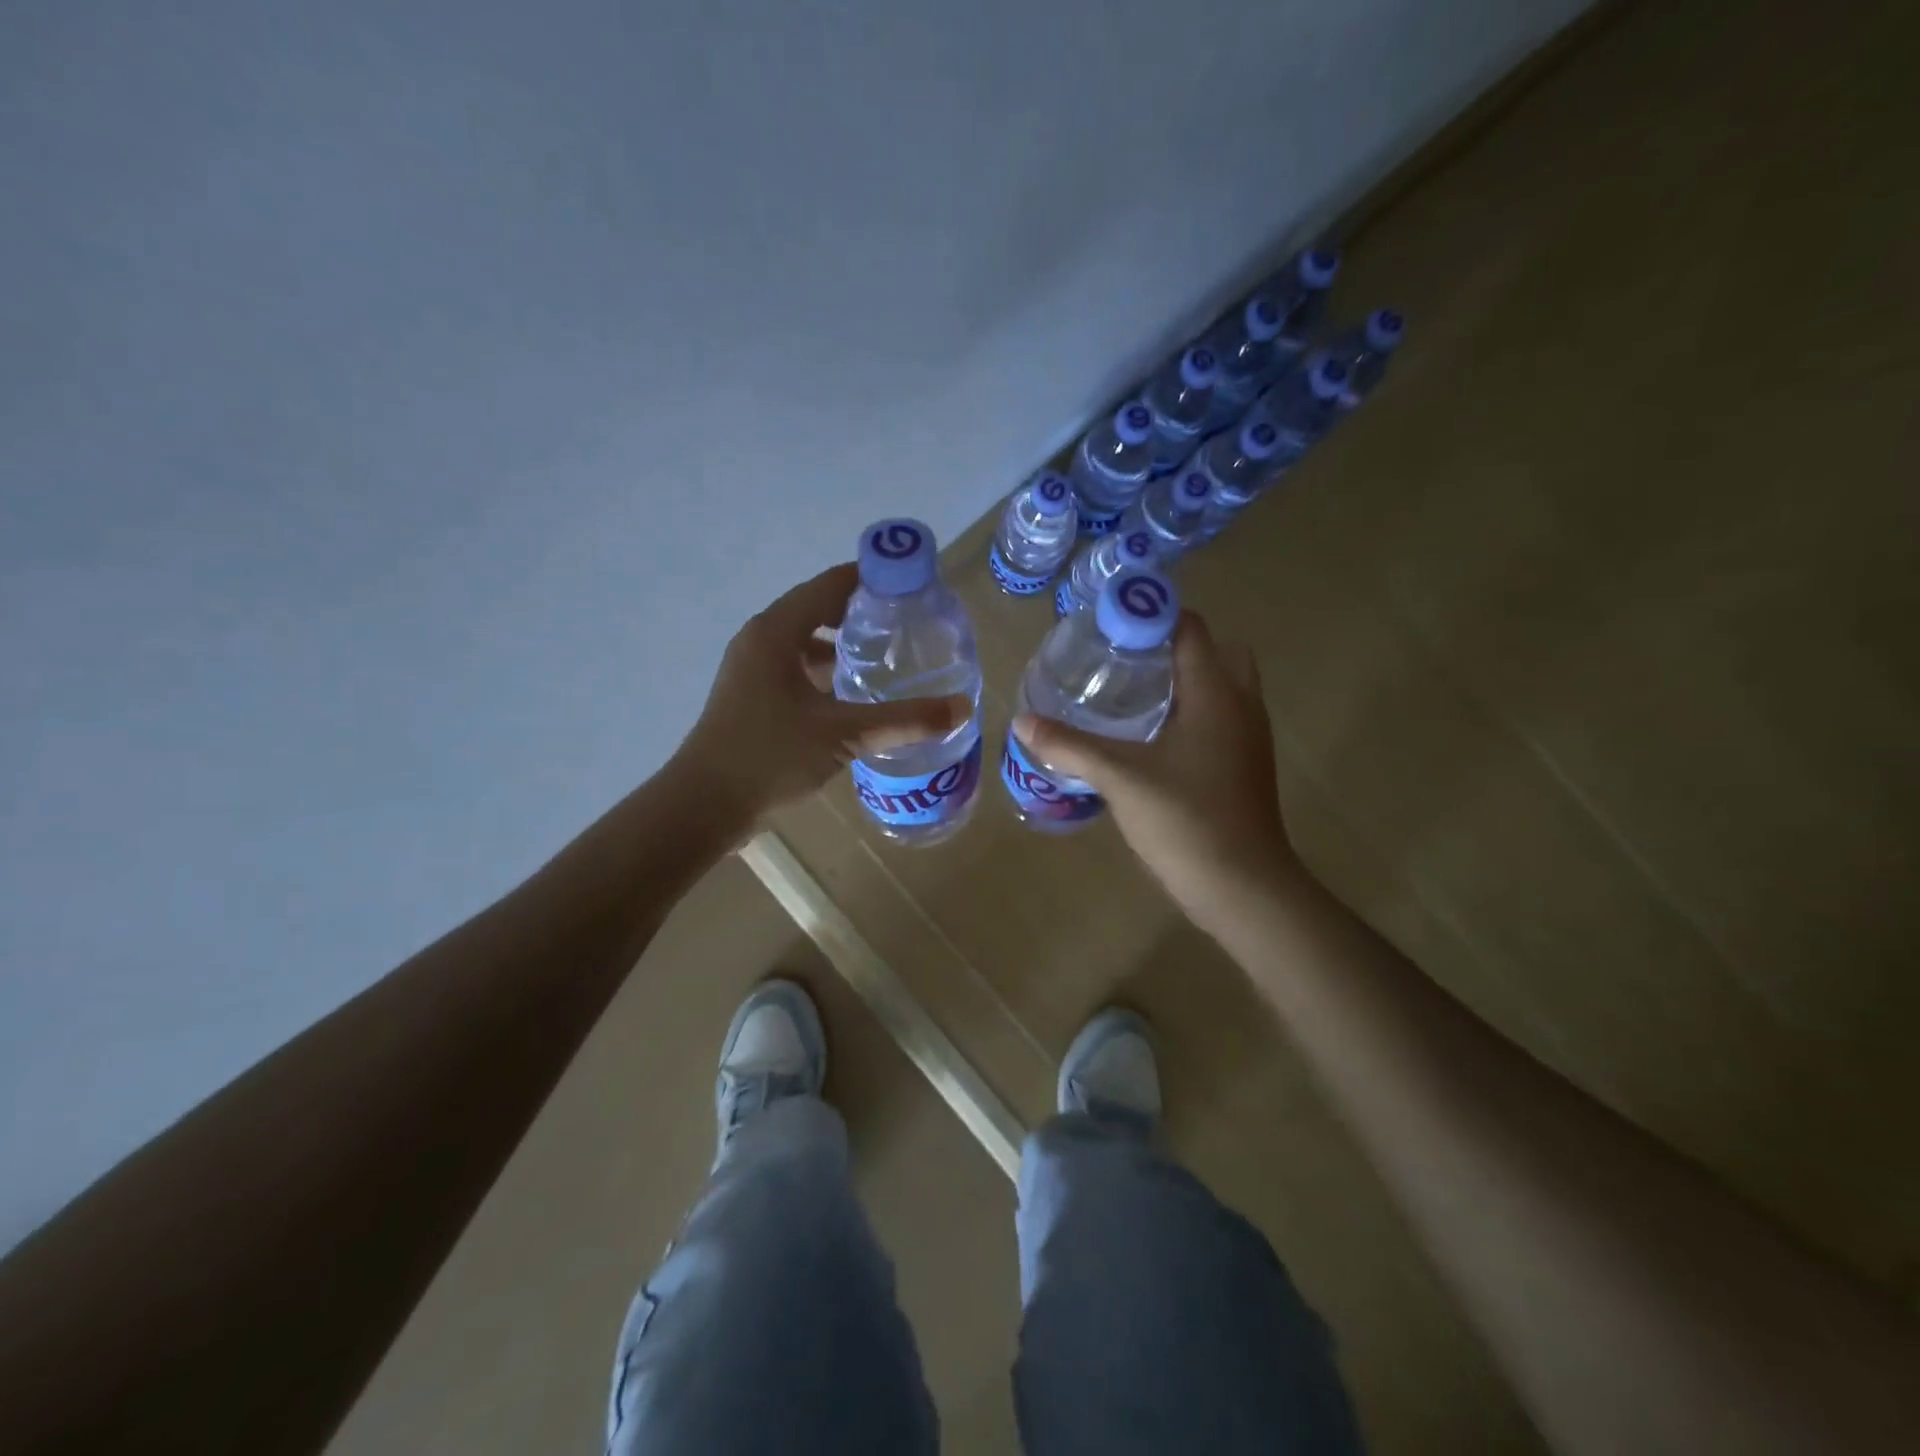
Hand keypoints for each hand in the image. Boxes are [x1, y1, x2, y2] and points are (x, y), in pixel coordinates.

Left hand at [674, 562, 971, 827]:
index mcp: (777, 631)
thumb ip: (904, 720)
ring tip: (888, 654)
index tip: (913, 585)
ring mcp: (752, 667)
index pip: (831, 584)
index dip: (872, 578)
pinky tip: (853, 693)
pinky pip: (795, 665)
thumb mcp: (843, 734)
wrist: (705, 804)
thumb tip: (962, 709)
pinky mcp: (752, 694)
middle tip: (909, 622)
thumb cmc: (770, 756)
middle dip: (862, 611)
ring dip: (843, 642)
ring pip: (806, 640)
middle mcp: (761, 639)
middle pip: (818, 608)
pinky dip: (825, 669)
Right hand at [1013, 611, 1298, 935]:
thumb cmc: (1185, 819)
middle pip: (1216, 651)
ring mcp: (1248, 737)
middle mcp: (1240, 705)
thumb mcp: (1120, 778)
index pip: (1191, 629)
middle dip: (1173, 646)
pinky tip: (1151, 736)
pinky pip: (1220, 718)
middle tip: (1125, 658)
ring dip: (1185, 679)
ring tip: (1131, 691)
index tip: (1109, 623)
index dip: (1152, 616)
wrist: (1241, 885)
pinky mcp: (1244, 765)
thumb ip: (1070, 746)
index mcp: (1216, 693)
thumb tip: (1022, 722)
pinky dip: (1191, 711)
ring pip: (1221, 686)